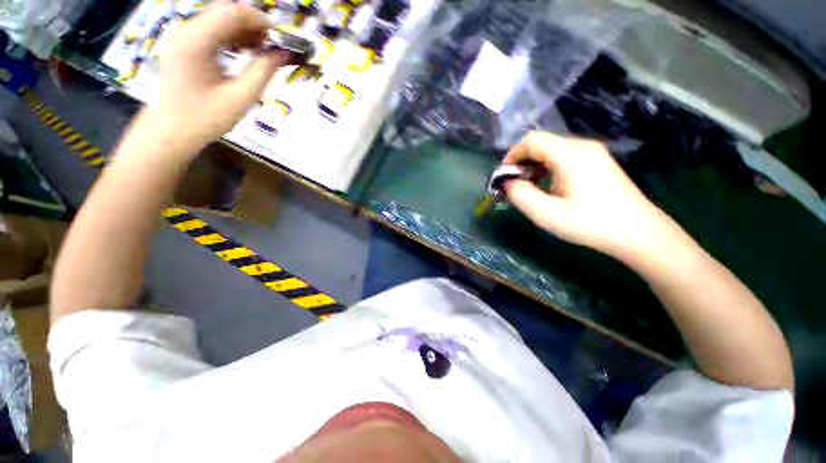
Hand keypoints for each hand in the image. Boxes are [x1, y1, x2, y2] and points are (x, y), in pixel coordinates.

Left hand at [149, 3, 292, 150]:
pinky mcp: (184, 44)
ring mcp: (183, 36)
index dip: (260, 20)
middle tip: (273, 45)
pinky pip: (211, 30)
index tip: (281, 38)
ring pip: (218, 18)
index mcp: (195, 42)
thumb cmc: (205, 118)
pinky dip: (232, 36)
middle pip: (224, 11)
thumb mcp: (240, 97)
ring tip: (262, 50)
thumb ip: (263, 72)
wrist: (171, 130)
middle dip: (253, 24)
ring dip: (243, 30)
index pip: (231, 13)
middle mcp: (186, 31)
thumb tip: (284, 54)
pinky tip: (245, 51)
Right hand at [504, 132, 683, 259]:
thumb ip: (521, 195)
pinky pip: (563, 156)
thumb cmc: (591, 224)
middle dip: (521, 161)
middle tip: (514, 185)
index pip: (531, 140)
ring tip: (529, 188)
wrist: (639, 233)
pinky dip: (547, 167)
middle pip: (541, 143)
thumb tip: (508, 182)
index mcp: (570, 154)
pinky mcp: (597, 162)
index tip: (504, 177)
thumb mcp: (547, 214)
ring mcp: (592, 153)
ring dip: (533, 165)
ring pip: (551, 149)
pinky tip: (548, 186)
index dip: (512, 156)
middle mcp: (582, 146)